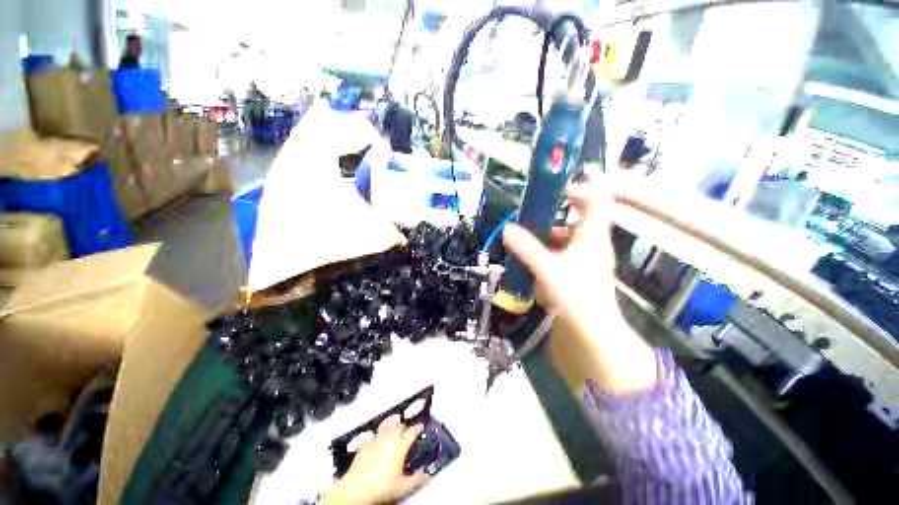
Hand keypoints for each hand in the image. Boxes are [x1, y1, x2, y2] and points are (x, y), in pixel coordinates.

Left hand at [320, 417, 428, 504]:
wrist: (357, 488)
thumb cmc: (382, 486)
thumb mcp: (403, 486)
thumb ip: (416, 480)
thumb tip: (426, 477)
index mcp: (401, 445)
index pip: (413, 431)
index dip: (418, 428)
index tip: (421, 426)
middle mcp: (390, 437)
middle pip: (400, 425)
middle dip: (405, 424)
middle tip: (409, 427)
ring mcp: (377, 439)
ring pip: (387, 424)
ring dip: (393, 422)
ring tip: (395, 421)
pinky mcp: (365, 443)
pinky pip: (375, 434)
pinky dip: (379, 433)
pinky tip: (379, 437)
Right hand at [502, 178, 657, 393]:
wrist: (591, 329)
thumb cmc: (575, 295)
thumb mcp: (547, 269)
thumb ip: (527, 248)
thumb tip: (507, 229)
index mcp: (592, 236)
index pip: (599, 201)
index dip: (591, 182)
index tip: (579, 170)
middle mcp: (594, 243)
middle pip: (586, 213)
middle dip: (570, 202)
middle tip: (549, 197)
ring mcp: (588, 257)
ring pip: (575, 232)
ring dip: (558, 225)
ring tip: (537, 225)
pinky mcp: (581, 269)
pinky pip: (569, 247)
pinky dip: (555, 243)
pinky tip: (540, 251)